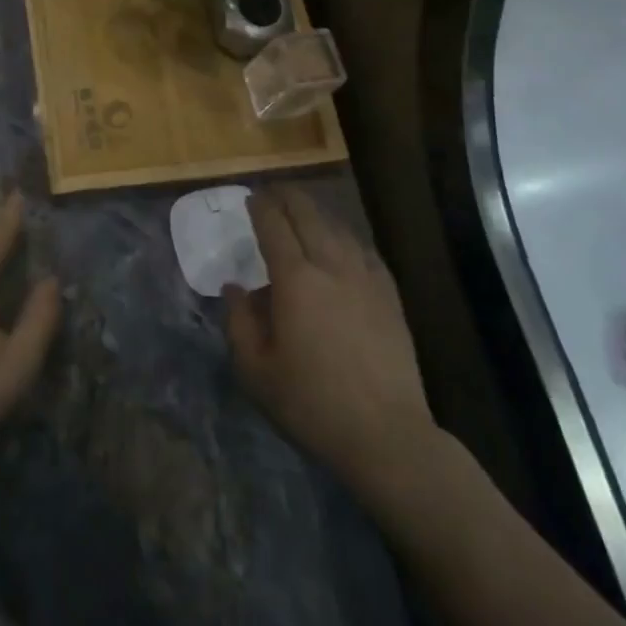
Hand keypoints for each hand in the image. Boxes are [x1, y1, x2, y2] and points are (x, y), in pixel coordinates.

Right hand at [226, 188, 435, 493]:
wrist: (386, 435)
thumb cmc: (312, 403)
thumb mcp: (256, 370)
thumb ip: (239, 322)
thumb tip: (235, 287)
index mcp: (294, 280)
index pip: (273, 226)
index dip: (260, 207)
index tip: (251, 197)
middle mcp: (330, 266)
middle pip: (308, 215)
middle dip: (288, 197)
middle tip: (273, 191)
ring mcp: (365, 279)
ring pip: (338, 228)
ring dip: (317, 212)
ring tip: (304, 209)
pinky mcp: (390, 297)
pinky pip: (365, 251)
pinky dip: (347, 237)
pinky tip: (344, 242)